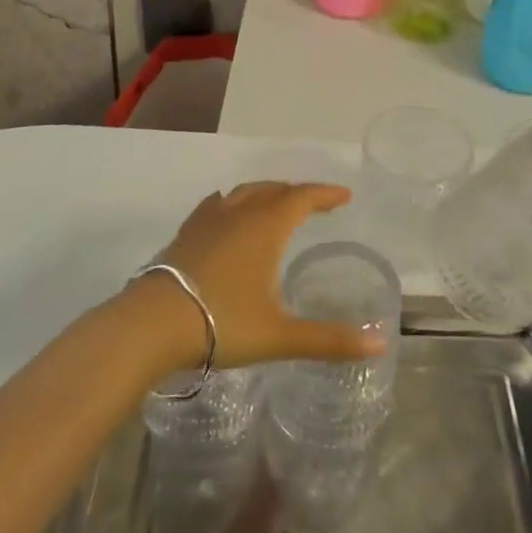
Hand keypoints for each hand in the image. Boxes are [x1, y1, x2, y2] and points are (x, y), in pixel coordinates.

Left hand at [130, 181, 384, 373]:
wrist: (152, 325)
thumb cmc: (222, 324)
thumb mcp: (280, 336)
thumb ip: (329, 339)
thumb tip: (379, 343)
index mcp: (266, 227)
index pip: (302, 197)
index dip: (325, 194)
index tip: (344, 196)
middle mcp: (239, 213)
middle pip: (274, 190)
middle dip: (297, 192)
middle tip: (315, 202)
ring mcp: (208, 220)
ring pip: (244, 193)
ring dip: (266, 193)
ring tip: (276, 204)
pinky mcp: (185, 233)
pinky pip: (216, 205)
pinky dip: (233, 202)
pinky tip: (226, 211)